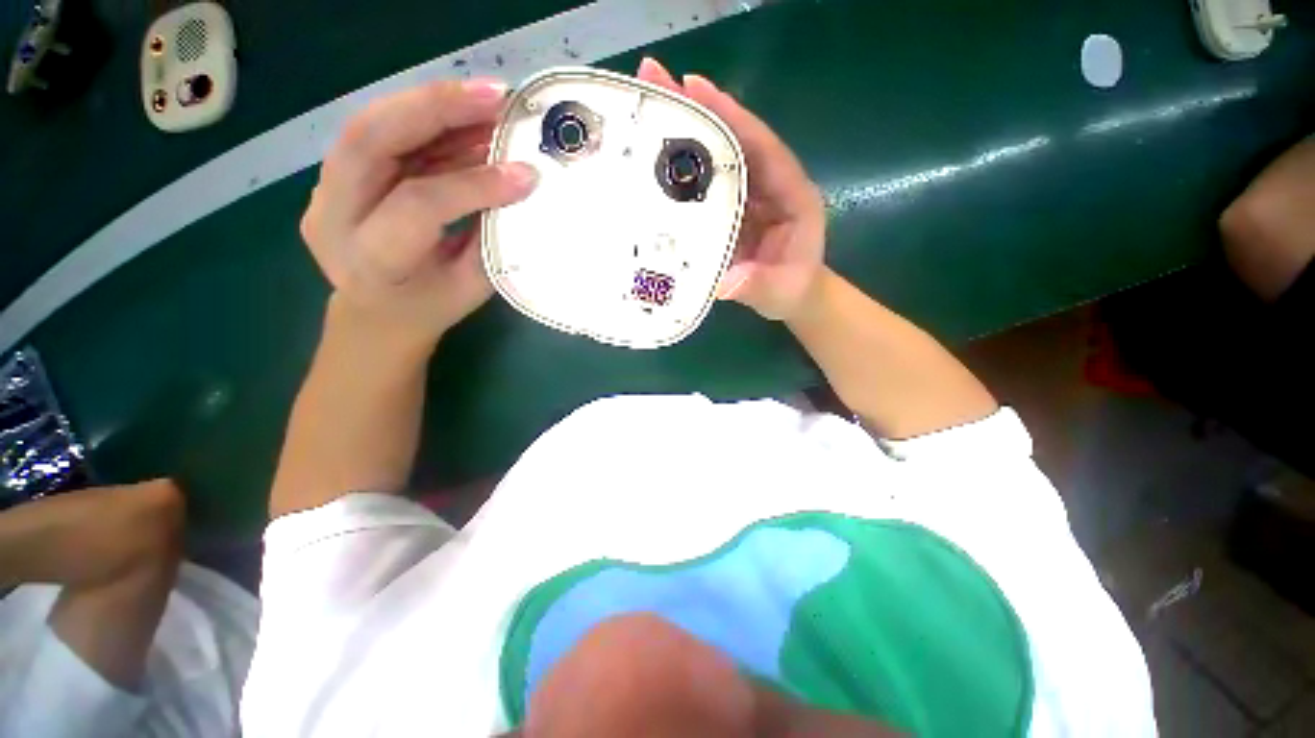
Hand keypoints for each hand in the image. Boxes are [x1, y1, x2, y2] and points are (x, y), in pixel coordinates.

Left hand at [301, 79, 538, 347]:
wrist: (377, 315)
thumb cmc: (430, 308)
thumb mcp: (469, 287)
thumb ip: (490, 237)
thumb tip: (521, 187)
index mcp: (372, 260)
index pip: (418, 205)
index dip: (473, 184)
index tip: (525, 174)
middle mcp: (334, 218)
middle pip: (371, 141)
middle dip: (437, 108)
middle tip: (495, 96)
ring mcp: (326, 191)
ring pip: (371, 126)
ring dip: (434, 106)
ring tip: (488, 99)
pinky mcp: (335, 176)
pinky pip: (380, 134)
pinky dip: (427, 121)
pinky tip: (466, 117)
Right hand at [637, 58, 825, 320]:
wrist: (792, 298)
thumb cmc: (793, 290)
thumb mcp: (781, 291)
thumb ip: (759, 285)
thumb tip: (725, 283)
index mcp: (791, 195)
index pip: (762, 148)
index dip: (732, 118)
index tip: (695, 88)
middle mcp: (768, 185)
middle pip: (735, 140)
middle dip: (699, 109)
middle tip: (655, 81)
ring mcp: (747, 195)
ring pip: (718, 156)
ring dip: (686, 131)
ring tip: (647, 105)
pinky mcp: (730, 208)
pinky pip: (706, 184)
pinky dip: (683, 169)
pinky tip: (654, 159)